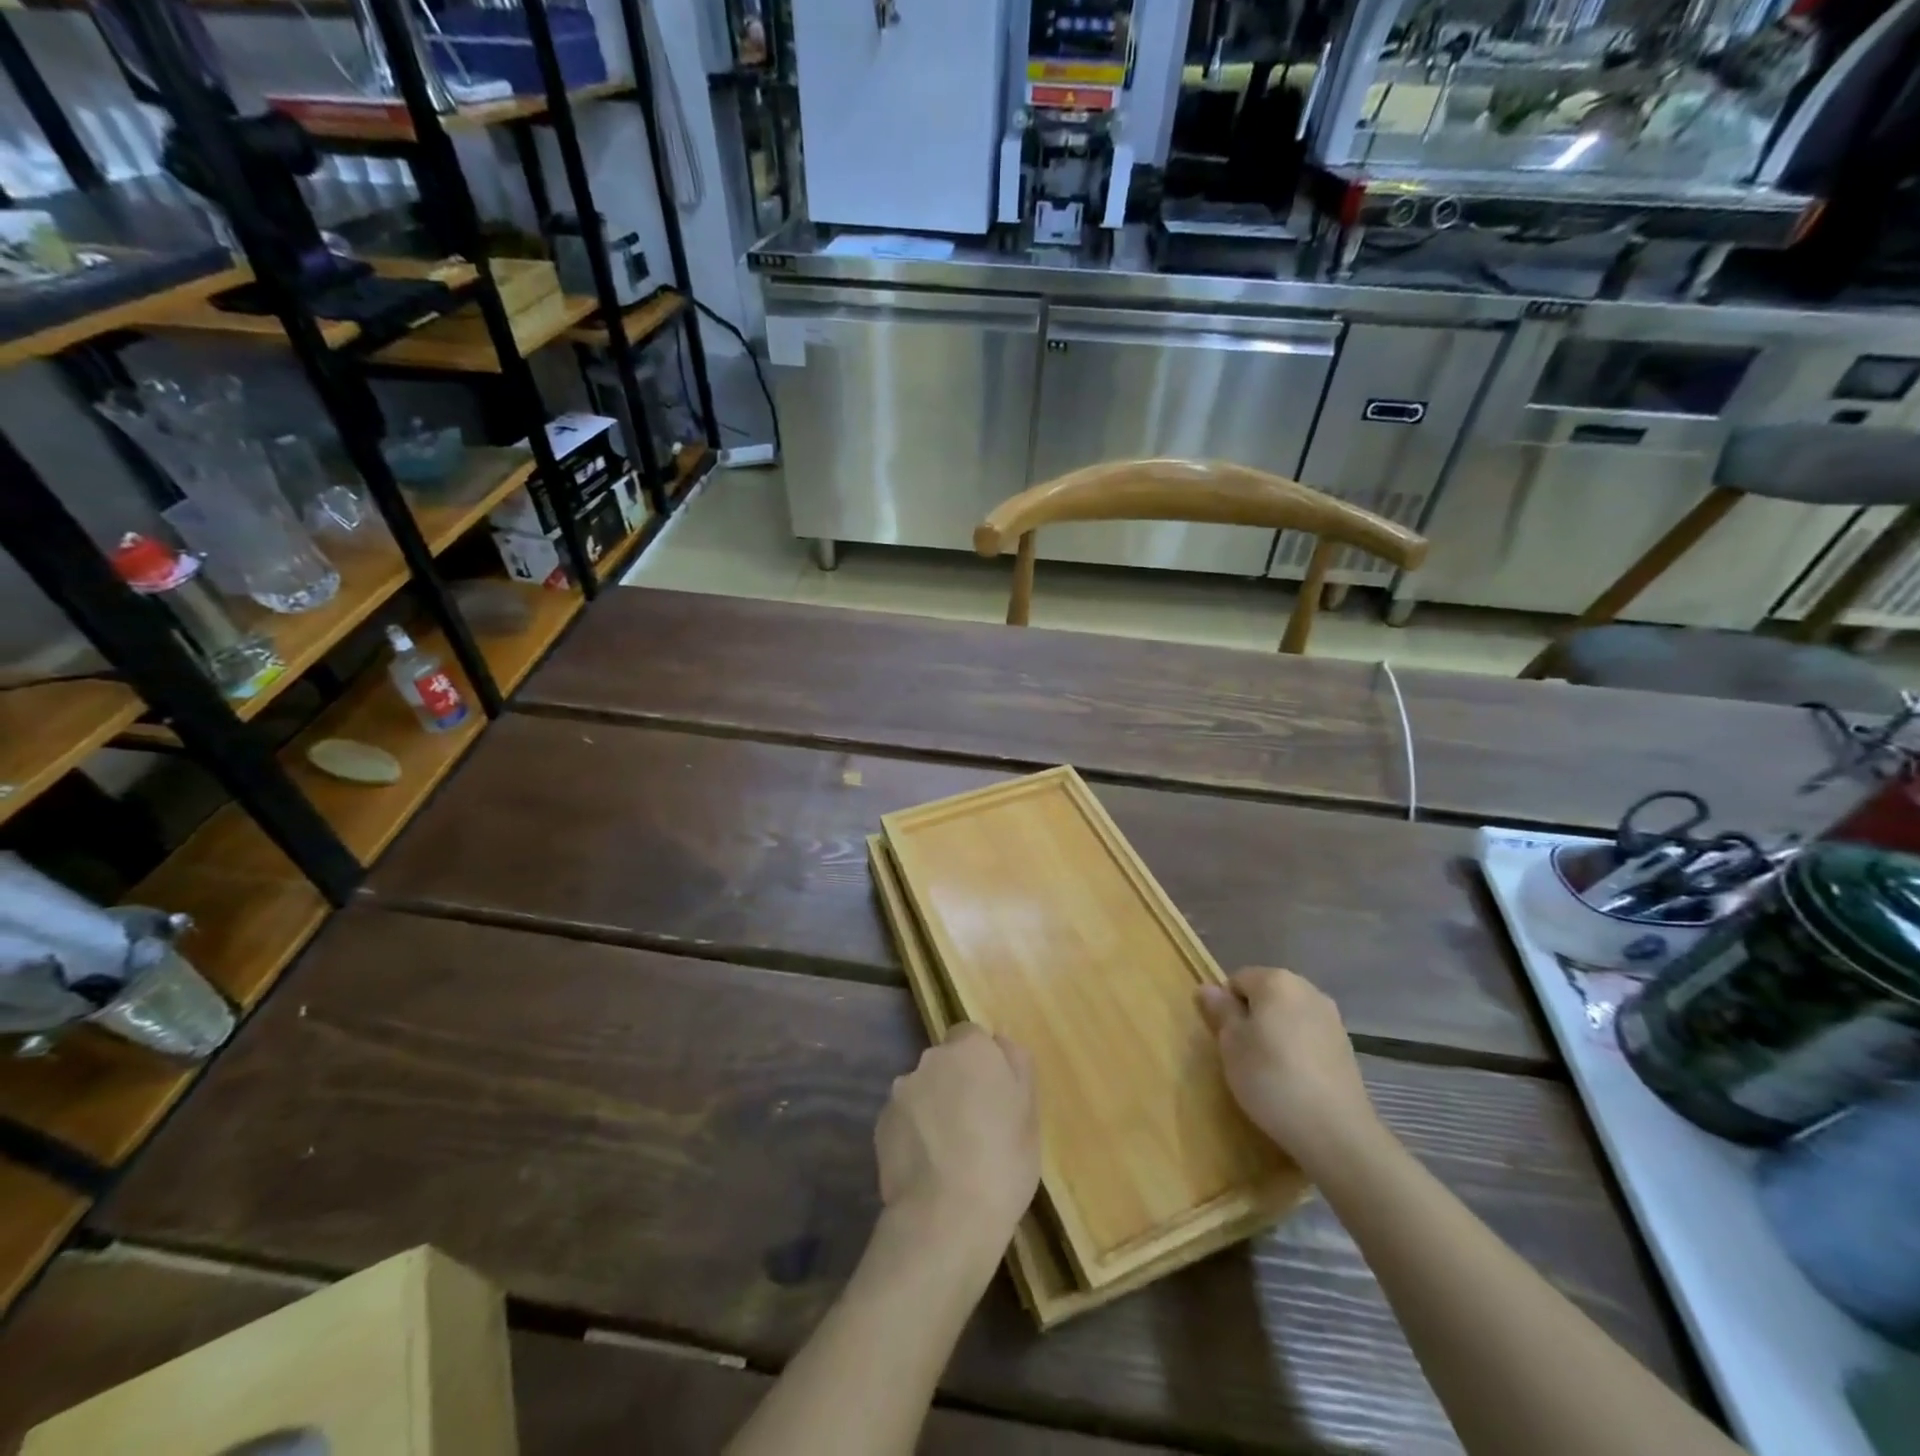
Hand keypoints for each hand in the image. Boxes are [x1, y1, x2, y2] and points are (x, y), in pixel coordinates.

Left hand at [875, 1024, 1039, 1261]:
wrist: (946, 1217)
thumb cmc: (1003, 1160)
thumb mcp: (1030, 1112)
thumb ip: (1016, 1066)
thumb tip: (1001, 1042)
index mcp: (970, 1049)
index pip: (972, 1035)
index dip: (983, 1062)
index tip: (994, 1094)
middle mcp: (930, 1058)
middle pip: (945, 1062)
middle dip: (956, 1082)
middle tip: (976, 1125)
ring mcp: (901, 1091)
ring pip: (923, 1090)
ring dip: (933, 1107)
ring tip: (950, 1153)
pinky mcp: (881, 1124)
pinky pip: (905, 1119)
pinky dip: (915, 1133)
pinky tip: (928, 1166)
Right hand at [1199, 967, 1382, 1177]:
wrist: (1336, 1131)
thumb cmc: (1271, 1077)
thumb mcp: (1231, 1044)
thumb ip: (1219, 1010)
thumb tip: (1207, 987)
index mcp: (1276, 981)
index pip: (1237, 980)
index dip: (1226, 1007)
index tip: (1225, 1039)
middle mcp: (1307, 990)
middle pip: (1266, 995)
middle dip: (1252, 1018)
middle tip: (1242, 1054)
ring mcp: (1331, 1019)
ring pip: (1288, 1017)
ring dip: (1275, 1035)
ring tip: (1268, 1071)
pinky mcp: (1346, 1048)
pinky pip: (1309, 1038)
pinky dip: (1297, 1051)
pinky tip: (1294, 1081)